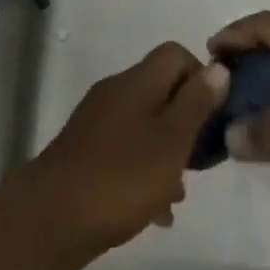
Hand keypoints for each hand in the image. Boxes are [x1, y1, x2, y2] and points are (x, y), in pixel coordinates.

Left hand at [16, 42, 228, 261]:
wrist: (52, 216)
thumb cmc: (121, 177)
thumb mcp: (171, 142)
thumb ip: (196, 104)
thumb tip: (218, 67)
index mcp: (138, 80)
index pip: (176, 53)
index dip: (200, 78)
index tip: (213, 117)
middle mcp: (117, 89)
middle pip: (161, 88)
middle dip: (185, 119)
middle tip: (199, 160)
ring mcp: (98, 118)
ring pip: (144, 121)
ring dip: (165, 148)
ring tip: (178, 192)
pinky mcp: (85, 148)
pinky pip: (125, 147)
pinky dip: (143, 168)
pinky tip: (153, 209)